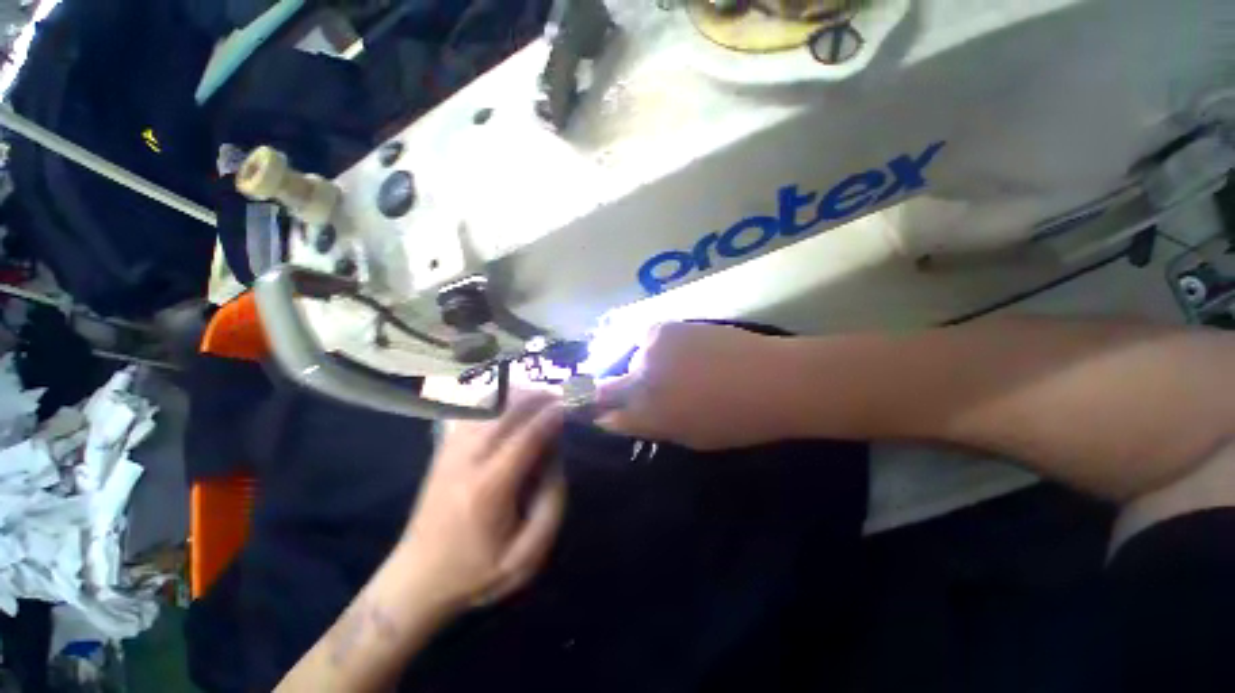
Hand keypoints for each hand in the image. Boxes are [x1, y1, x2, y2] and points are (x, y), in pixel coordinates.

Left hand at [398, 391, 566, 613]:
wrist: (416, 578)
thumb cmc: (476, 571)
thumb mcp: (526, 557)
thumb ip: (551, 506)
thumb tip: (558, 458)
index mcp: (489, 488)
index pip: (526, 437)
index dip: (551, 416)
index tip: (571, 404)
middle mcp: (467, 460)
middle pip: (506, 412)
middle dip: (537, 397)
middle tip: (561, 395)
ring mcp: (451, 451)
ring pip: (487, 405)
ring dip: (518, 394)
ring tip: (541, 395)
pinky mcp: (444, 449)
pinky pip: (471, 410)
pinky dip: (495, 398)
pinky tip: (510, 400)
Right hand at [595, 323, 791, 449]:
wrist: (770, 378)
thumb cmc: (735, 421)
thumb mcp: (689, 438)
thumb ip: (651, 427)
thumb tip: (623, 419)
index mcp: (645, 416)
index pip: (605, 418)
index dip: (605, 417)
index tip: (609, 415)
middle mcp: (638, 382)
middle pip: (605, 387)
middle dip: (611, 393)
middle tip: (633, 393)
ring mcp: (648, 351)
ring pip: (628, 361)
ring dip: (640, 368)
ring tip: (668, 369)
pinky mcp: (662, 328)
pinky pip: (645, 340)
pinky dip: (653, 348)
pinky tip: (676, 351)